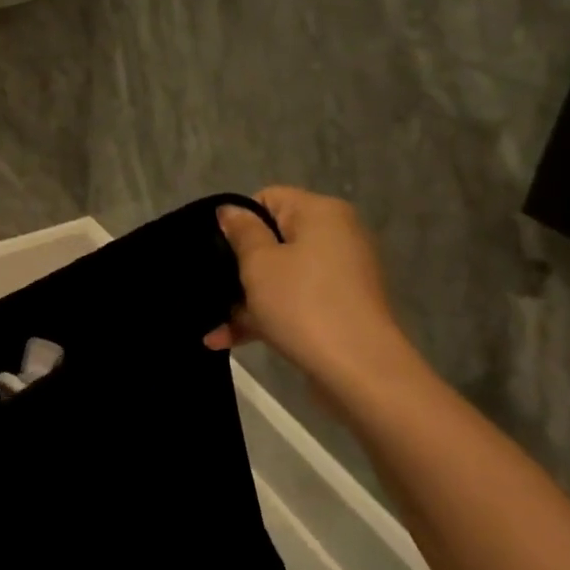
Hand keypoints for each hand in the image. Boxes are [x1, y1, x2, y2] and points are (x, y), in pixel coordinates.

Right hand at [205, 187, 417, 407]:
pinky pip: (293, 301)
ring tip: (212, 324)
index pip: (268, 199)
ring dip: (245, 298)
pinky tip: (227, 340)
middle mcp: (336, 237)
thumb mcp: (259, 264)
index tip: (217, 250)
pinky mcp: (338, 308)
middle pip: (273, 240)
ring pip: (280, 276)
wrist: (359, 370)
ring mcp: (339, 276)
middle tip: (210, 287)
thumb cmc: (303, 304)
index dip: (237, 221)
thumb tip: (230, 211)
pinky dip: (265, 316)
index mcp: (321, 213)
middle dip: (238, 266)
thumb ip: (242, 232)